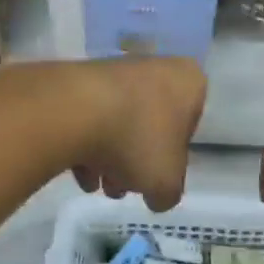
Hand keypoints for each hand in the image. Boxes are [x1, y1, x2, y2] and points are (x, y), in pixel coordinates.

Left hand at [66, 58, 204, 210]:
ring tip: (95, 185)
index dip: (172, 160)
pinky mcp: (80, 79)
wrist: (74, 110)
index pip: (189, 127)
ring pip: (119, 124)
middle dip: (135, 162)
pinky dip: (86, 144)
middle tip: (121, 188)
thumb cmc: (137, 140)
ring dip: (109, 159)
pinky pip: (91, 117)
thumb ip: (168, 193)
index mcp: (188, 82)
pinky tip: (78, 172)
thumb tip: (158, 196)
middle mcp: (156, 68)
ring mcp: (115, 70)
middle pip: (149, 127)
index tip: (156, 178)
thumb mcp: (166, 182)